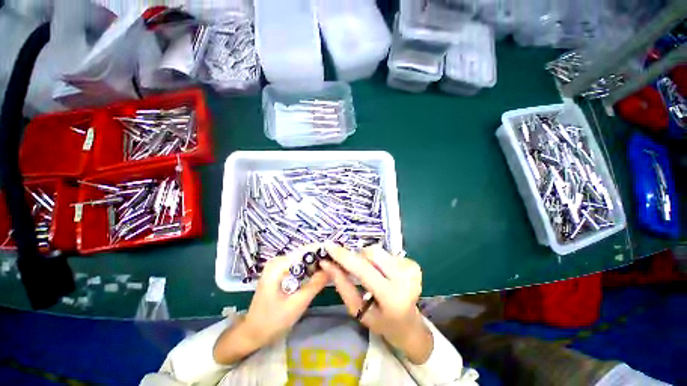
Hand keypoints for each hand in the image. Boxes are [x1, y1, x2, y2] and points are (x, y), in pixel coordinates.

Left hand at [213, 246, 327, 363]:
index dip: (322, 251)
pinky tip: (320, 273)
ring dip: (317, 263)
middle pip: (305, 253)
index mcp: (278, 265)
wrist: (252, 333)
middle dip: (321, 257)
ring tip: (333, 267)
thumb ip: (315, 284)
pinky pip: (299, 265)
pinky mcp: (280, 271)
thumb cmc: (272, 321)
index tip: (338, 255)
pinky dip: (310, 269)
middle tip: (337, 264)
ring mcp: (278, 265)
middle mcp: (278, 260)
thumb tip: (332, 268)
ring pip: (303, 259)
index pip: (305, 251)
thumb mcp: (297, 304)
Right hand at [319, 244, 432, 363]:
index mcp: (392, 297)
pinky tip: (382, 274)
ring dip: (367, 259)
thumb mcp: (358, 309)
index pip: (363, 269)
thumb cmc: (381, 322)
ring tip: (369, 274)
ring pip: (378, 251)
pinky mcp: (413, 264)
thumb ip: (342, 285)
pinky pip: (386, 253)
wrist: (409, 325)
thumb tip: (327, 263)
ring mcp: (412, 269)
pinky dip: (378, 261)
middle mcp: (405, 279)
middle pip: (371, 253)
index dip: (344, 256)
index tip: (329, 246)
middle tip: (351, 267)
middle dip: (357, 257)